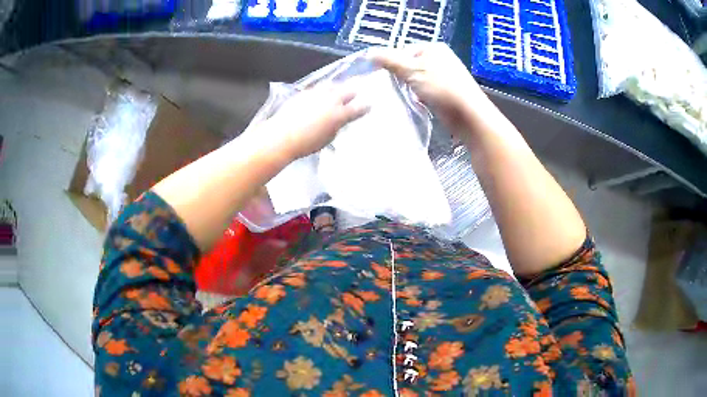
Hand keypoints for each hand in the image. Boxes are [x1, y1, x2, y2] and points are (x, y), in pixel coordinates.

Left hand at [263, 83, 368, 160]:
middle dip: (354, 92)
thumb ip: (337, 127)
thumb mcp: (328, 139)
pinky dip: (323, 90)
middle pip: (348, 90)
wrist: (282, 136)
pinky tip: (321, 94)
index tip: (369, 106)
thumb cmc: (307, 144)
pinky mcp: (305, 92)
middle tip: (357, 92)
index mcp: (340, 114)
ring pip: (333, 85)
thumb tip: (339, 122)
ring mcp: (318, 93)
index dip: (366, 107)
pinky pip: (319, 88)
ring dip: (338, 88)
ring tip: (340, 89)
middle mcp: (331, 100)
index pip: (359, 108)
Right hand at [370, 43, 493, 136]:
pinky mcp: (446, 92)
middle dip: (400, 77)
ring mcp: (444, 76)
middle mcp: (440, 59)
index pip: (403, 50)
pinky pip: (424, 91)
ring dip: (408, 88)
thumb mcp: (411, 69)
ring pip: (416, 79)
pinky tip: (415, 103)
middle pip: (410, 65)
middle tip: (392, 88)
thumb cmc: (441, 87)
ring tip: (403, 97)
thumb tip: (369, 54)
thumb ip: (389, 60)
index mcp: (433, 48)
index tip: (383, 76)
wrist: (468, 114)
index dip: (392, 62)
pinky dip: (418, 97)